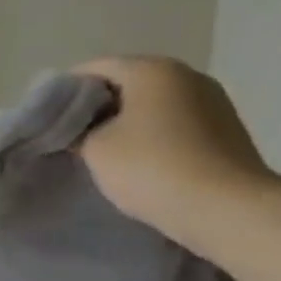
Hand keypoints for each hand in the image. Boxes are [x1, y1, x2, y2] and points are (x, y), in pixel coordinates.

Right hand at [73, 57, 276, 253]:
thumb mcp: (95, 149)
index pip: (93, 68)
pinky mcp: (227, 130)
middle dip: (98, 107)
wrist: (230, 211)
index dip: (65, 92)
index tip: (49, 119)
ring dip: (127, 122)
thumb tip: (79, 128)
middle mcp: (186, 75)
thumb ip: (79, 130)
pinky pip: (177, 123)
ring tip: (106, 152)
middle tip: (73, 136)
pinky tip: (142, 161)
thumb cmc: (152, 169)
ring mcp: (213, 102)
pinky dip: (154, 135)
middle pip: (126, 82)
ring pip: (153, 104)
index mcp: (151, 69)